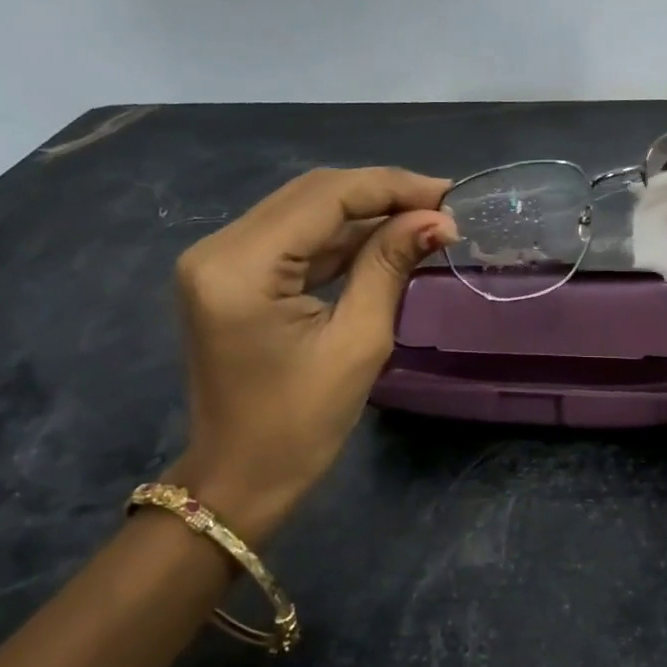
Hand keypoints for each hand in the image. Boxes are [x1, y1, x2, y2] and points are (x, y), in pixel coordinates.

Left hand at [162, 167, 457, 544]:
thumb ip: (390, 267)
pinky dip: (339, 236)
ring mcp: (218, 259)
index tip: (448, 194)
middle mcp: (217, 248)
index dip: (390, 187)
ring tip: (423, 219)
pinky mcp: (228, 274)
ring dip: (363, 212)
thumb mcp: (358, 343)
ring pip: (302, 210)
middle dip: (380, 193)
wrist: (239, 479)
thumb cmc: (301, 426)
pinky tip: (385, 239)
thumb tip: (437, 220)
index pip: (324, 197)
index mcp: (240, 267)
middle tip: (441, 205)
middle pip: (310, 193)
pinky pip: (291, 238)